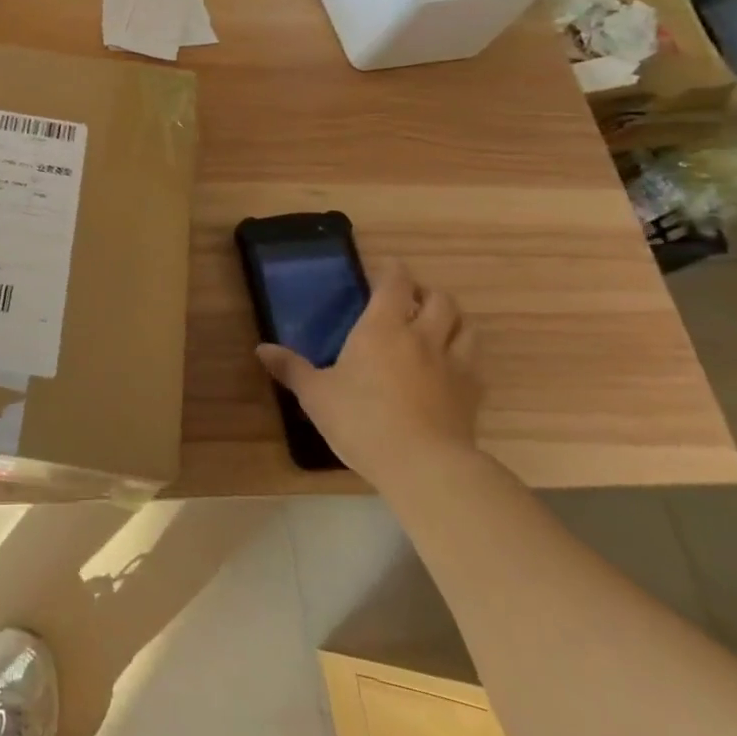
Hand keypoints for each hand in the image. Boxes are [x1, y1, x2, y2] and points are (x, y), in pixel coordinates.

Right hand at [255, 258, 479, 488]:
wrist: (424, 466)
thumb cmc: (362, 420)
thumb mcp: (316, 395)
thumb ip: (291, 369)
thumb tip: (261, 349)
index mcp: (382, 327)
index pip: (395, 283)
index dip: (392, 270)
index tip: (385, 269)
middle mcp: (422, 336)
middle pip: (439, 299)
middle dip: (426, 293)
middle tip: (410, 300)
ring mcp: (453, 364)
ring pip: (465, 326)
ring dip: (453, 320)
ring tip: (438, 327)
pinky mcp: (472, 394)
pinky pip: (475, 362)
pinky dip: (465, 355)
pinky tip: (453, 367)